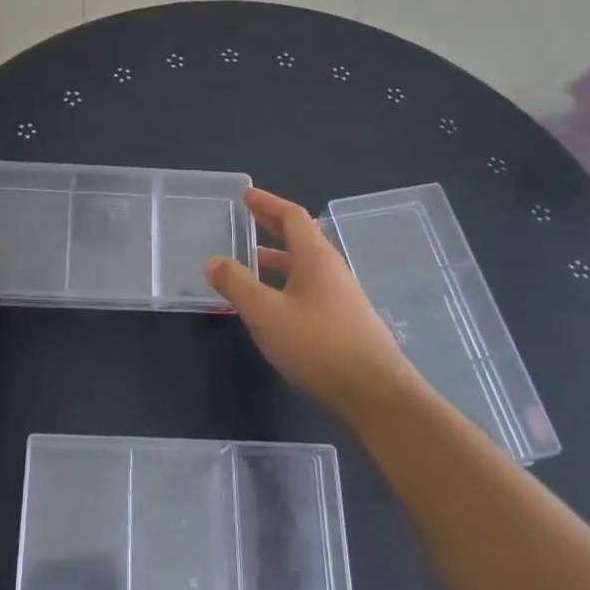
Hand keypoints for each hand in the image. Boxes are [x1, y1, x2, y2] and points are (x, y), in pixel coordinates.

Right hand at [206, 188, 412, 414]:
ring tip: (249, 263)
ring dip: (277, 259)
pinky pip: (308, 289)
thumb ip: (237, 285)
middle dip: (272, 226)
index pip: (293, 217)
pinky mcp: (344, 322)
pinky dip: (286, 284)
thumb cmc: (319, 345)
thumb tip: (214, 261)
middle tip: (246, 219)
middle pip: (301, 238)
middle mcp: (332, 270)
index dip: (268, 203)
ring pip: (304, 267)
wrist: (376, 393)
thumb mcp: (267, 313)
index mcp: (316, 258)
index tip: (246, 196)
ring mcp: (341, 297)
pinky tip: (271, 305)